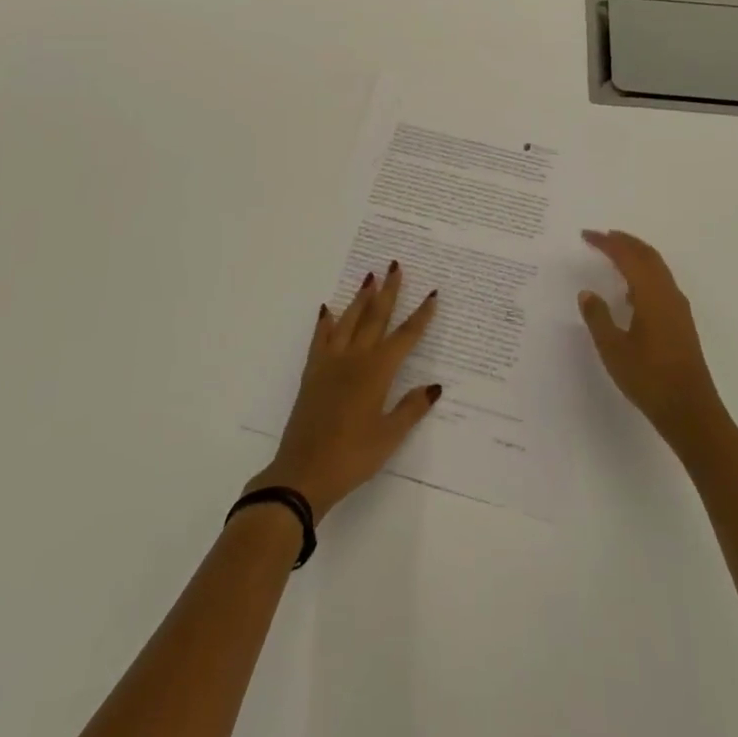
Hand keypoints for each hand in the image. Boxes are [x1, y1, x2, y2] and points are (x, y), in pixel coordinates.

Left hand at [246, 263, 442, 521]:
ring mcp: (330, 362)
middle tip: (395, 265)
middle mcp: (355, 358)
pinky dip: (326, 322)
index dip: (420, 316)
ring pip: (349, 320)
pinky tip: (329, 309)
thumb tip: (434, 386)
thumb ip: (411, 408)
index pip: (405, 337)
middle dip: (388, 291)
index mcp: (377, 372)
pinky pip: (321, 338)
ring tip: (369, 276)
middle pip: (375, 317)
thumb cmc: (352, 457)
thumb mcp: (389, 437)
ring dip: (360, 298)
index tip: (432, 294)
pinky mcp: (312, 372)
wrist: (303, 472)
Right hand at [577, 230, 730, 455]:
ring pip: (657, 268)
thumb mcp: (613, 349)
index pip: (627, 256)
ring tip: (614, 254)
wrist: (691, 410)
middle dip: (624, 241)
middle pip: (647, 255)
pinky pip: (661, 282)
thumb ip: (598, 317)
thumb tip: (587, 293)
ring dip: (636, 255)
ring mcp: (678, 308)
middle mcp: (668, 294)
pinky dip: (644, 272)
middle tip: (602, 235)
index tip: (586, 235)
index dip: (606, 243)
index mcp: (651, 294)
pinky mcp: (681, 322)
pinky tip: (631, 290)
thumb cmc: (649, 379)